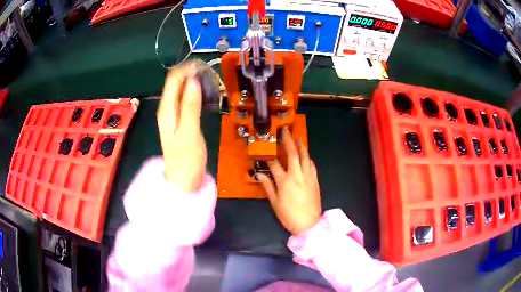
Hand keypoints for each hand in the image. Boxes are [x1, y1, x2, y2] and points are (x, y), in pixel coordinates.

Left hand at [157, 62, 206, 191]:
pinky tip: (205, 94)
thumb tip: (193, 80)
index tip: (204, 66)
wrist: (184, 181)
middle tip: (210, 74)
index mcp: (167, 109)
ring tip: (210, 81)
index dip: (186, 69)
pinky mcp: (181, 120)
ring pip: (181, 90)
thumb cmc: (186, 159)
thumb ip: (190, 105)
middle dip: (191, 74)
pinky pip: (186, 100)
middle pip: (176, 83)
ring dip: (194, 82)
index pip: (173, 80)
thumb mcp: (189, 131)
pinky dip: (195, 93)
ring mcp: (173, 115)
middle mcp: (167, 109)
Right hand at [257, 128, 321, 234]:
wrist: (309, 223)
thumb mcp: (275, 202)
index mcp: (285, 181)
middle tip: (285, 130)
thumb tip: (258, 174)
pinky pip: (312, 165)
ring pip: (305, 156)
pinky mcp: (315, 180)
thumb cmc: (289, 215)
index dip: (269, 157)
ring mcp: (308, 176)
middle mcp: (297, 175)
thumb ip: (267, 186)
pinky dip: (308, 158)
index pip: (275, 164)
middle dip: (288, 140)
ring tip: (297, 137)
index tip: (265, 152)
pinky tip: (306, 155)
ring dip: (301, 145)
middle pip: (292, 154)